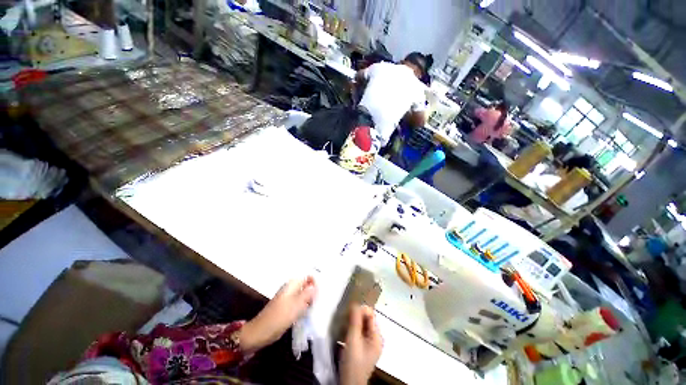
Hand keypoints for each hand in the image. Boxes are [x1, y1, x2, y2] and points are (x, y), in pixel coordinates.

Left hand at [240, 277, 316, 352]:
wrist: (261, 332)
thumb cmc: (280, 317)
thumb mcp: (297, 305)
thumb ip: (308, 294)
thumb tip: (316, 286)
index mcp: (292, 284)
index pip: (308, 276)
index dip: (315, 281)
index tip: (321, 291)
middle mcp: (291, 288)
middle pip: (306, 284)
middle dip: (313, 290)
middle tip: (320, 300)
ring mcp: (288, 297)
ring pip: (303, 293)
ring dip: (309, 298)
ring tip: (315, 306)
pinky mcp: (287, 306)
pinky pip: (299, 301)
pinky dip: (304, 305)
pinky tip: (308, 312)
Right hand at [339, 305, 382, 384]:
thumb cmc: (353, 363)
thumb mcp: (353, 340)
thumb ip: (355, 321)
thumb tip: (355, 303)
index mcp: (377, 336)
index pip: (371, 315)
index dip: (361, 309)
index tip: (349, 309)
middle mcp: (375, 339)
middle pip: (366, 320)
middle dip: (356, 316)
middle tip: (344, 315)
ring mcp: (369, 344)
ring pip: (361, 326)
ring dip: (353, 322)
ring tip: (343, 322)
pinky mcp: (362, 349)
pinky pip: (359, 333)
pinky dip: (352, 329)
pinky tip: (344, 331)